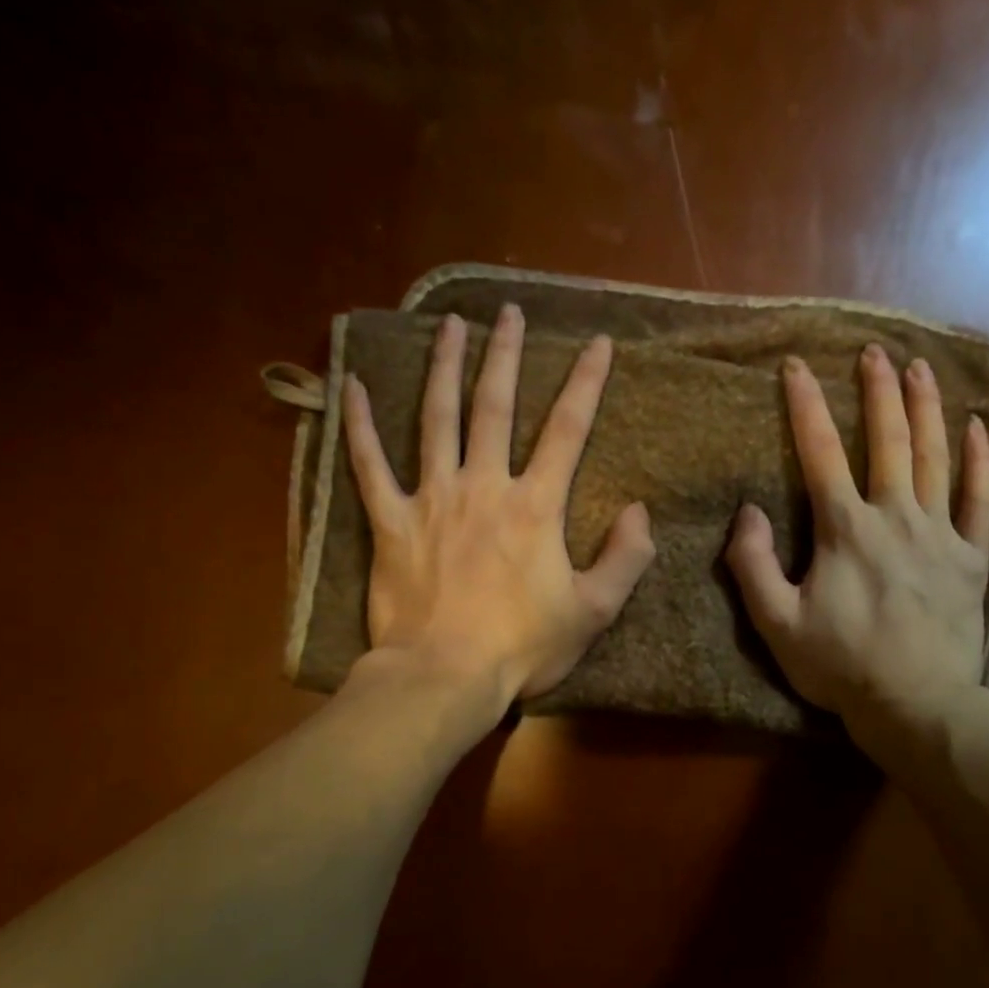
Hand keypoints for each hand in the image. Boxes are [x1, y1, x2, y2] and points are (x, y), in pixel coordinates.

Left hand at [342, 304, 655, 717]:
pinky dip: (358, 425)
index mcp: (535, 507)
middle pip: (495, 407)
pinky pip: (368, 465)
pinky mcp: (389, 523)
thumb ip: (625, 558)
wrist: (445, 676)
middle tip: (508, 311)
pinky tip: (350, 385)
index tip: (596, 342)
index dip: (585, 383)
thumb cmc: (523, 647)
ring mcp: (431, 500)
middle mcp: (483, 487)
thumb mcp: (594, 612)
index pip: (567, 430)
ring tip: (450, 326)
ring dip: (444, 368)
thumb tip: (638, 511)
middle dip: (505, 355)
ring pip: (436, 419)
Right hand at [726, 345, 988, 756]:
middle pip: (888, 441)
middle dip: (878, 392)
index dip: (804, 407)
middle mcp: (895, 517)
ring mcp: (940, 534)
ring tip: (920, 368)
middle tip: (874, 352)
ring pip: (935, 457)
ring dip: (926, 409)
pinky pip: (981, 499)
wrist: (916, 704)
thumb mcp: (776, 624)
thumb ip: (753, 565)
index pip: (819, 454)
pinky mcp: (972, 557)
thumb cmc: (840, 666)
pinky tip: (976, 428)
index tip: (795, 366)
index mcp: (845, 530)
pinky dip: (979, 461)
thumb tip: (747, 511)